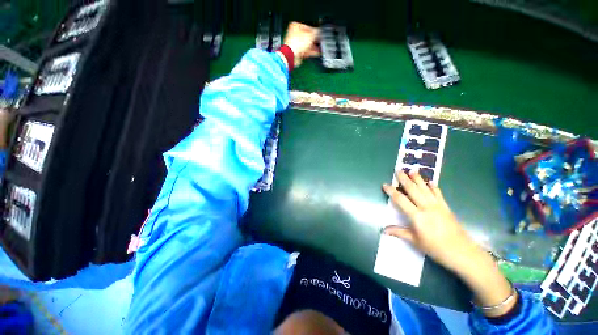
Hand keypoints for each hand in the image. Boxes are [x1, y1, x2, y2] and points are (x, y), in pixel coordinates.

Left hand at [283, 22, 319, 66]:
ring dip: (313, 46)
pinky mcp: (297, 52)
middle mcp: (294, 34)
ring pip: (306, 44)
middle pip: (307, 36)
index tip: (320, 34)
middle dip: (314, 40)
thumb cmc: (297, 43)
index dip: (315, 31)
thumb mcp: (310, 35)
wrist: (291, 55)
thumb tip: (320, 32)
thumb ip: (317, 32)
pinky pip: (305, 50)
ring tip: (320, 48)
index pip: (308, 27)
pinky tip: (316, 52)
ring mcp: (295, 44)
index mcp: (296, 26)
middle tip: (320, 41)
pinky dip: (311, 51)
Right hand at [382, 171, 476, 271]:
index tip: (385, 185)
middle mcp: (426, 207)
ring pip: (425, 189)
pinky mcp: (446, 207)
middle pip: (413, 190)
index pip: (400, 200)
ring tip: (413, 170)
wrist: (461, 252)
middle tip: (398, 170)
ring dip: (418, 179)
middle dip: (404, 179)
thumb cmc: (435, 248)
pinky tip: (431, 182)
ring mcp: (437, 206)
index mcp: (417, 216)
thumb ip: (399, 232)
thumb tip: (384, 230)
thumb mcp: (415, 241)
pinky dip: (434, 187)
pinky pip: (438, 194)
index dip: (391, 191)